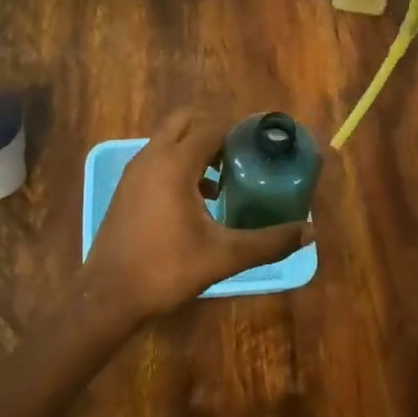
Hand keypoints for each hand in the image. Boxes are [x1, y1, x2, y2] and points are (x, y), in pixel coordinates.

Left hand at [83, 109, 313, 320]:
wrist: (108, 296)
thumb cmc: (166, 269)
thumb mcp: (224, 256)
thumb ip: (269, 242)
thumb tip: (309, 232)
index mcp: (175, 163)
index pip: (211, 127)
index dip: (238, 130)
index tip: (262, 143)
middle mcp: (152, 157)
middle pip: (185, 121)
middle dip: (213, 130)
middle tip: (240, 154)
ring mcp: (134, 171)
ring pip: (168, 140)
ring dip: (195, 148)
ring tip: (225, 178)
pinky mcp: (127, 188)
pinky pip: (157, 159)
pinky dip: (178, 164)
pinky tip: (197, 200)